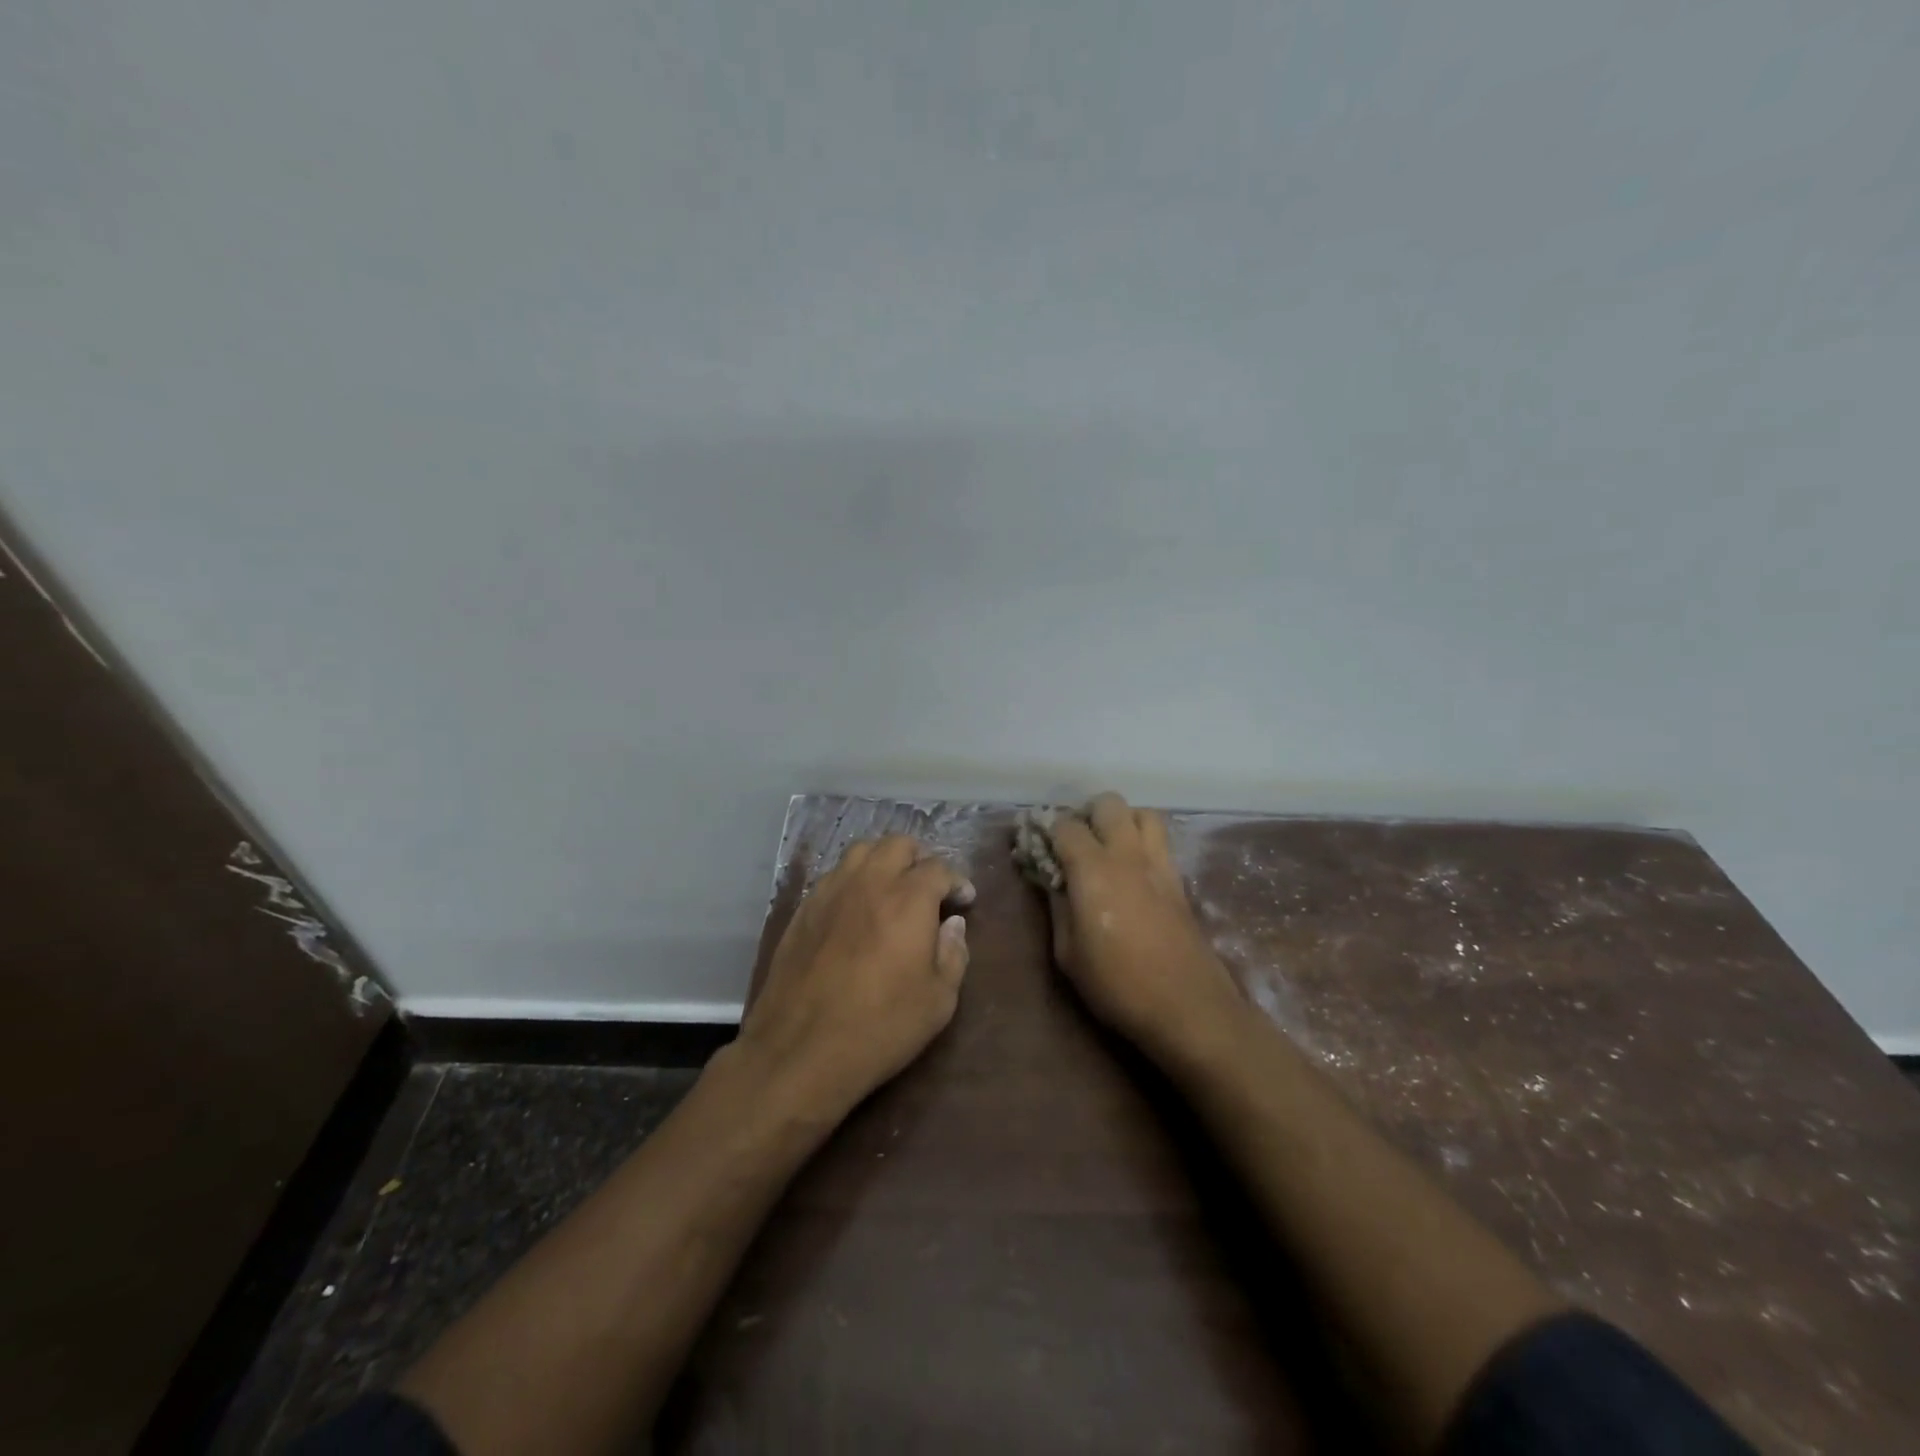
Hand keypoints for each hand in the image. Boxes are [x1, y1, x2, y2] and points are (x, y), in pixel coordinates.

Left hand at [735, 835, 973, 1119]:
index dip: (957, 881)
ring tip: (892, 887)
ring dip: (883, 860)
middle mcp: (869, 882)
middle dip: (920, 858)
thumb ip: (954, 953)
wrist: (801, 1050)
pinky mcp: (803, 909)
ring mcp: (831, 891)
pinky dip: (854, 880)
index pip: (938, 868)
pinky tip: (857, 908)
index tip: (964, 900)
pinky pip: (834, 875)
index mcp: (908, 898)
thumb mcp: (939, 1000)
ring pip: (861, 851)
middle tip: (929, 886)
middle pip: (898, 844)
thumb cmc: (881, 1026)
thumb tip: (952, 924)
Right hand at [1039, 793, 1243, 1061]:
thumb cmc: (1117, 985)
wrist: (1188, 1007)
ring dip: (1122, 821)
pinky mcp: (1179, 880)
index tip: (1035, 843)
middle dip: (1087, 814)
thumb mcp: (1068, 953)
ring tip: (1108, 847)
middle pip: (1109, 804)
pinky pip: (1160, 841)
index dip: (1046, 829)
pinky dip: (1143, 841)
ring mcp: (1159, 864)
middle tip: (1075, 841)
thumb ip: (1058, 907)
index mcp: (1093, 869)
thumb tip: (1052, 881)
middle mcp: (1128, 855)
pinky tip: (1132, 870)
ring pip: (1143, 813)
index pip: (1066, 825)